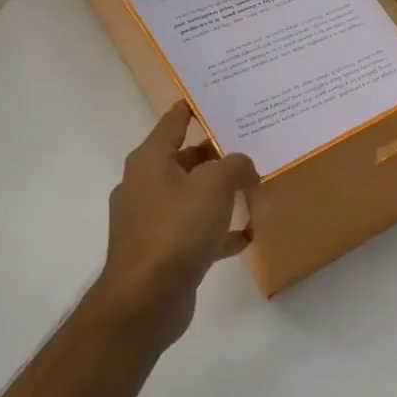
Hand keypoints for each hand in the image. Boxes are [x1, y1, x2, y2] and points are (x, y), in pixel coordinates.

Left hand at [97, 102, 259, 344]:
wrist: (146, 299)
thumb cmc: (176, 229)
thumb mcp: (215, 186)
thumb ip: (235, 166)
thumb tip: (244, 167)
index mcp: (149, 161)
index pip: (172, 123)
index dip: (191, 109)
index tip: (212, 98)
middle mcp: (144, 186)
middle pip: (183, 160)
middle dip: (214, 155)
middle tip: (248, 146)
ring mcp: (149, 221)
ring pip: (189, 197)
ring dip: (217, 194)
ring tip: (251, 189)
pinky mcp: (160, 252)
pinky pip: (193, 232)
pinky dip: (216, 231)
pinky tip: (245, 235)